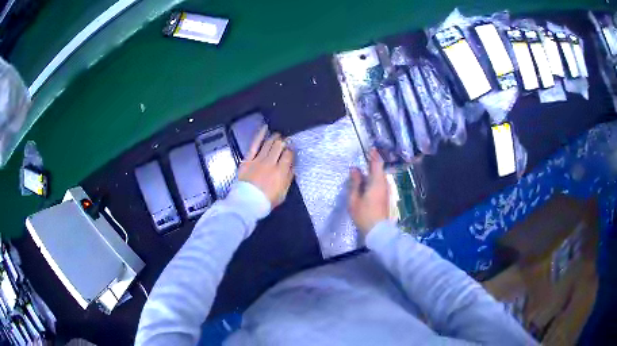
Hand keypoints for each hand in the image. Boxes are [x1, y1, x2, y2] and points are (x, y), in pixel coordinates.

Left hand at [238, 127, 293, 207]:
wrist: (247, 203)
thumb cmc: (266, 201)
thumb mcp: (282, 193)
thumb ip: (288, 179)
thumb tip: (292, 167)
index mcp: (281, 172)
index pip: (289, 155)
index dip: (291, 151)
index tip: (291, 150)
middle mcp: (271, 163)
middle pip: (279, 147)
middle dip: (284, 142)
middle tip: (285, 141)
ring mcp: (258, 160)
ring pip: (269, 144)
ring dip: (275, 138)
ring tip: (278, 135)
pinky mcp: (248, 159)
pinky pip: (254, 144)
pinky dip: (260, 135)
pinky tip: (265, 128)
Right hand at [348, 148, 389, 235]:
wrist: (378, 230)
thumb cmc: (364, 214)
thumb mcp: (354, 199)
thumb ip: (355, 183)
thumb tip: (354, 169)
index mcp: (376, 182)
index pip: (377, 163)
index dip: (374, 155)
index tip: (370, 148)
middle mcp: (383, 184)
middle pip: (379, 169)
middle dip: (373, 162)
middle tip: (364, 158)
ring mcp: (386, 191)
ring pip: (380, 176)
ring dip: (373, 171)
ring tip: (363, 170)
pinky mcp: (385, 197)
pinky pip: (380, 183)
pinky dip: (374, 179)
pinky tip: (366, 182)